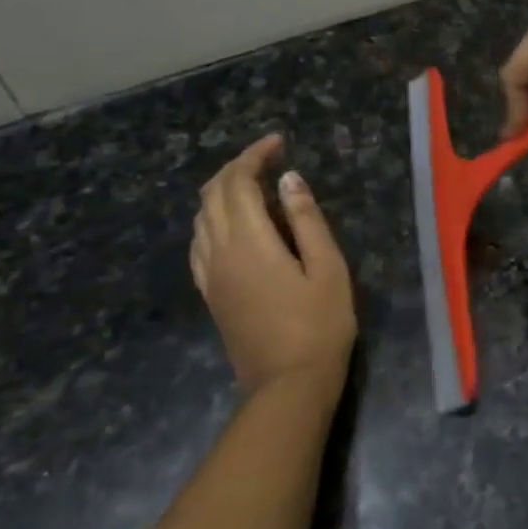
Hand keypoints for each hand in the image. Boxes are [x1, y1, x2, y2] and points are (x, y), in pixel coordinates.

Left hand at [191, 135, 355, 393]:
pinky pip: (199, 243)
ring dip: (222, 192)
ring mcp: (210, 274)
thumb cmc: (319, 326)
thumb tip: (289, 179)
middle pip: (213, 194)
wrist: (287, 385)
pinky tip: (233, 226)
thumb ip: (306, 220)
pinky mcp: (210, 293)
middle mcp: (219, 251)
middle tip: (268, 159)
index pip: (239, 182)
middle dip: (237, 168)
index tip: (278, 143)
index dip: (254, 155)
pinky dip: (212, 220)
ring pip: (201, 217)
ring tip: (253, 186)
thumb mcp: (328, 268)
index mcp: (250, 241)